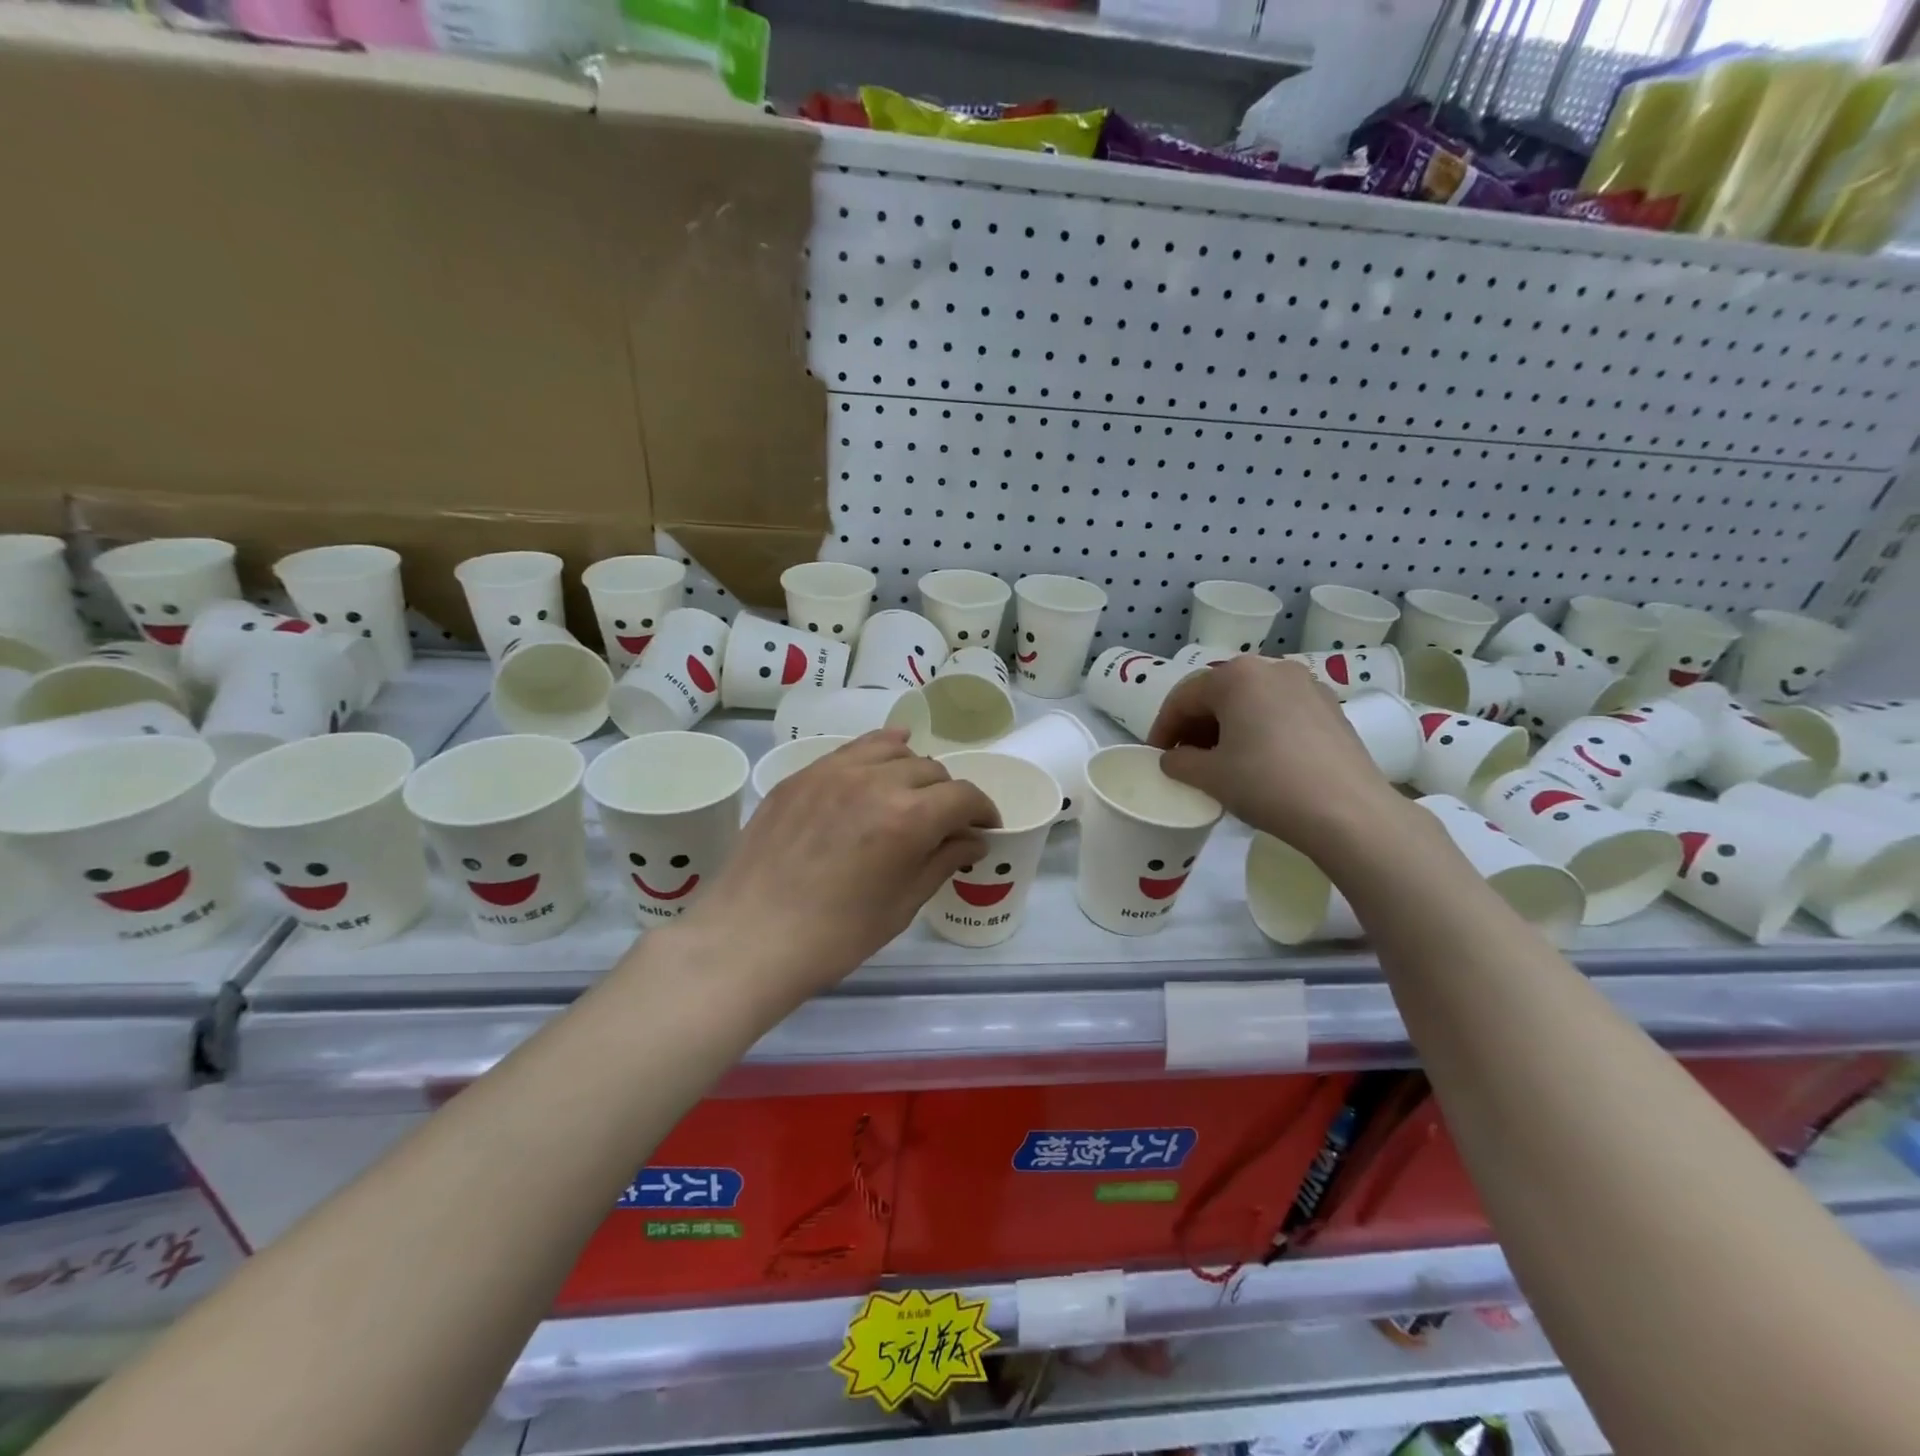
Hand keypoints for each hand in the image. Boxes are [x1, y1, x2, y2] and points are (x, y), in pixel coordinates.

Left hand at [681, 731, 998, 1008]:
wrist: (749, 938)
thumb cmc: (835, 936)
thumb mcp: (901, 905)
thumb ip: (942, 862)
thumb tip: (972, 840)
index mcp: (910, 817)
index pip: (964, 796)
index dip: (983, 810)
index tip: (985, 828)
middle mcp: (876, 781)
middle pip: (931, 770)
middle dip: (948, 795)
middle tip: (943, 824)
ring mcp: (833, 771)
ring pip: (892, 750)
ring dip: (912, 770)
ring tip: (909, 794)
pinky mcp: (802, 775)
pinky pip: (851, 750)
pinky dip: (875, 752)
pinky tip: (878, 763)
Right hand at [1147, 656, 1407, 857]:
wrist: (1348, 812)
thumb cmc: (1267, 784)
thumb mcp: (1209, 776)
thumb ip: (1179, 762)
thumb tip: (1174, 759)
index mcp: (1236, 676)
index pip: (1184, 697)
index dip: (1163, 728)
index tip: (1155, 757)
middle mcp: (1272, 668)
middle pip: (1218, 694)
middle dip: (1195, 726)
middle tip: (1184, 760)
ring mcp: (1306, 686)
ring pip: (1250, 702)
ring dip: (1226, 728)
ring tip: (1219, 762)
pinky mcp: (1330, 708)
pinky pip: (1279, 712)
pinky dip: (1258, 730)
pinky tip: (1257, 761)